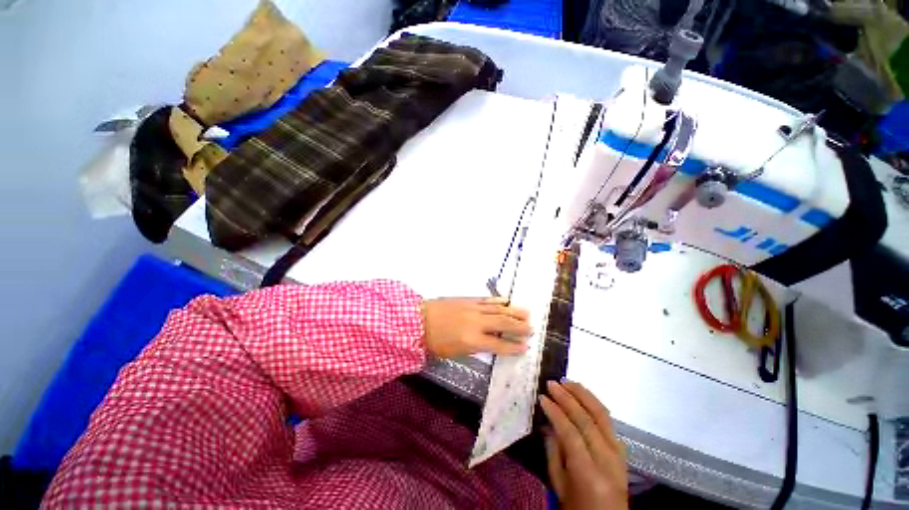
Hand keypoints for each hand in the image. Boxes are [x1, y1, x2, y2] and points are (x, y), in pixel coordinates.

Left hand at [422, 297, 531, 358]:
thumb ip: (474, 347)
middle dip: (519, 327)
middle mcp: (477, 323)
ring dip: (513, 311)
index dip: (513, 346)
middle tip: (532, 329)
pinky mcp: (468, 300)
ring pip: (498, 309)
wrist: (419, 319)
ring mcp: (473, 309)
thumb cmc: (435, 341)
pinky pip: (487, 300)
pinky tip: (506, 301)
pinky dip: (498, 300)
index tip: (526, 347)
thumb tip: (489, 343)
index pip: (499, 344)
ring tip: (527, 314)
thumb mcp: (454, 352)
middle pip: (503, 324)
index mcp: (472, 340)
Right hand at [540, 381, 628, 509]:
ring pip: (602, 415)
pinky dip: (594, 404)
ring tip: (567, 382)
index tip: (542, 397)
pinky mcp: (622, 449)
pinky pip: (608, 421)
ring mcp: (618, 453)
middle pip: (587, 420)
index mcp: (588, 473)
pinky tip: (583, 395)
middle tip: (551, 383)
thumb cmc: (577, 507)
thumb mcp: (558, 484)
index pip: (571, 433)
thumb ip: (553, 451)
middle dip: (567, 398)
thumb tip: (548, 422)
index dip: (555, 412)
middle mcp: (607, 459)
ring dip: (583, 395)